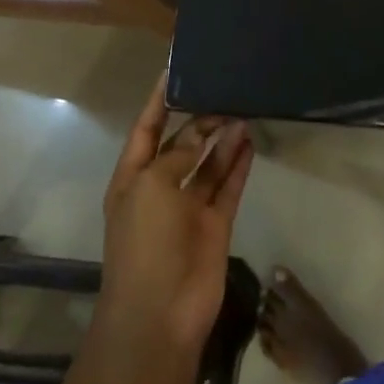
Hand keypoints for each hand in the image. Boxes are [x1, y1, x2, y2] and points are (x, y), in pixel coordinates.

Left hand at [99, 75, 253, 353]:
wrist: (159, 314)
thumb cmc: (144, 242)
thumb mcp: (151, 186)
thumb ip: (177, 155)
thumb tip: (202, 132)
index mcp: (133, 177)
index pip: (146, 129)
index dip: (159, 101)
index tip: (175, 69)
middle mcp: (160, 188)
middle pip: (181, 144)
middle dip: (199, 119)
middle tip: (225, 89)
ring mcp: (189, 207)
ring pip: (208, 164)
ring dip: (222, 139)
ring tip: (243, 109)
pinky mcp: (215, 224)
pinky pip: (228, 187)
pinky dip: (238, 165)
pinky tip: (249, 141)